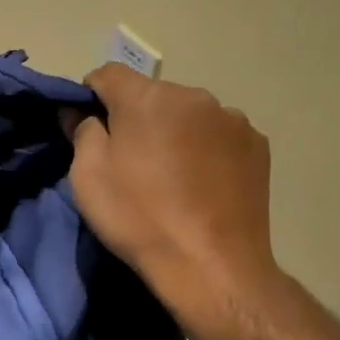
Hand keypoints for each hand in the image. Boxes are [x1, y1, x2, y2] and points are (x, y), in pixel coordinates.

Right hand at [66, 64, 284, 331]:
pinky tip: (203, 184)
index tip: (88, 127)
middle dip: (137, 117)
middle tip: (131, 160)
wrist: (211, 266)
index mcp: (147, 98)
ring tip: (172, 176)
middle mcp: (194, 95)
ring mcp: (232, 119)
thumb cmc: (139, 217)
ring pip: (188, 114)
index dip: (91, 96)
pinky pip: (219, 135)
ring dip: (175, 131)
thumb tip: (81, 112)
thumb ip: (82, 131)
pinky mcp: (258, 145)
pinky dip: (206, 148)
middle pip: (152, 95)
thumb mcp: (88, 176)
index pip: (108, 74)